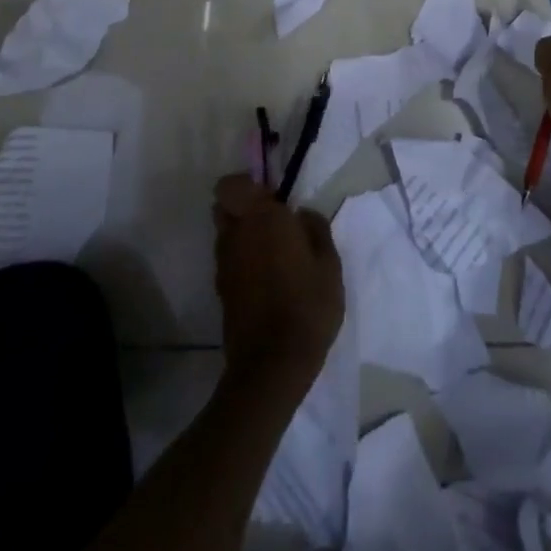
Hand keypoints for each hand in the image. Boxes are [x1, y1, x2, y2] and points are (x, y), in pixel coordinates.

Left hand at [212, 174, 344, 393]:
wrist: (273, 365)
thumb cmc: (307, 305)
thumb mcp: (329, 263)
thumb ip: (315, 229)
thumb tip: (301, 214)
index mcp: (260, 218)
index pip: (231, 185)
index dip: (248, 185)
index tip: (272, 196)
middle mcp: (235, 235)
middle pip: (225, 207)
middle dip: (244, 208)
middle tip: (274, 222)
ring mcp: (224, 264)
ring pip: (226, 234)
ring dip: (243, 235)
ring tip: (274, 254)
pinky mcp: (221, 291)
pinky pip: (229, 261)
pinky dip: (242, 261)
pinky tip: (267, 280)